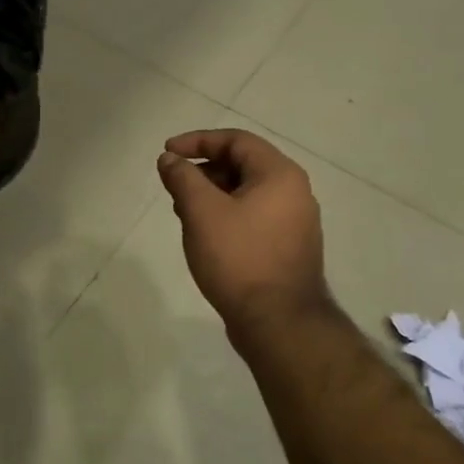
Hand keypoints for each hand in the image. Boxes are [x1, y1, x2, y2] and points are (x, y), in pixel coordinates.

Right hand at [157, 129, 335, 336]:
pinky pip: (254, 216)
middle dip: (203, 170)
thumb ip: (183, 178)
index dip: (197, 141)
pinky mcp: (289, 247)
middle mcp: (295, 192)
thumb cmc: (239, 258)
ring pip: (247, 193)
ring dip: (212, 194)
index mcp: (280, 174)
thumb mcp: (202, 212)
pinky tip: (206, 235)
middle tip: (173, 186)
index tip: (167, 153)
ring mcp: (296, 222)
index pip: (236, 140)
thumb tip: (170, 159)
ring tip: (184, 212)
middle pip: (243, 165)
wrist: (279, 323)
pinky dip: (227, 215)